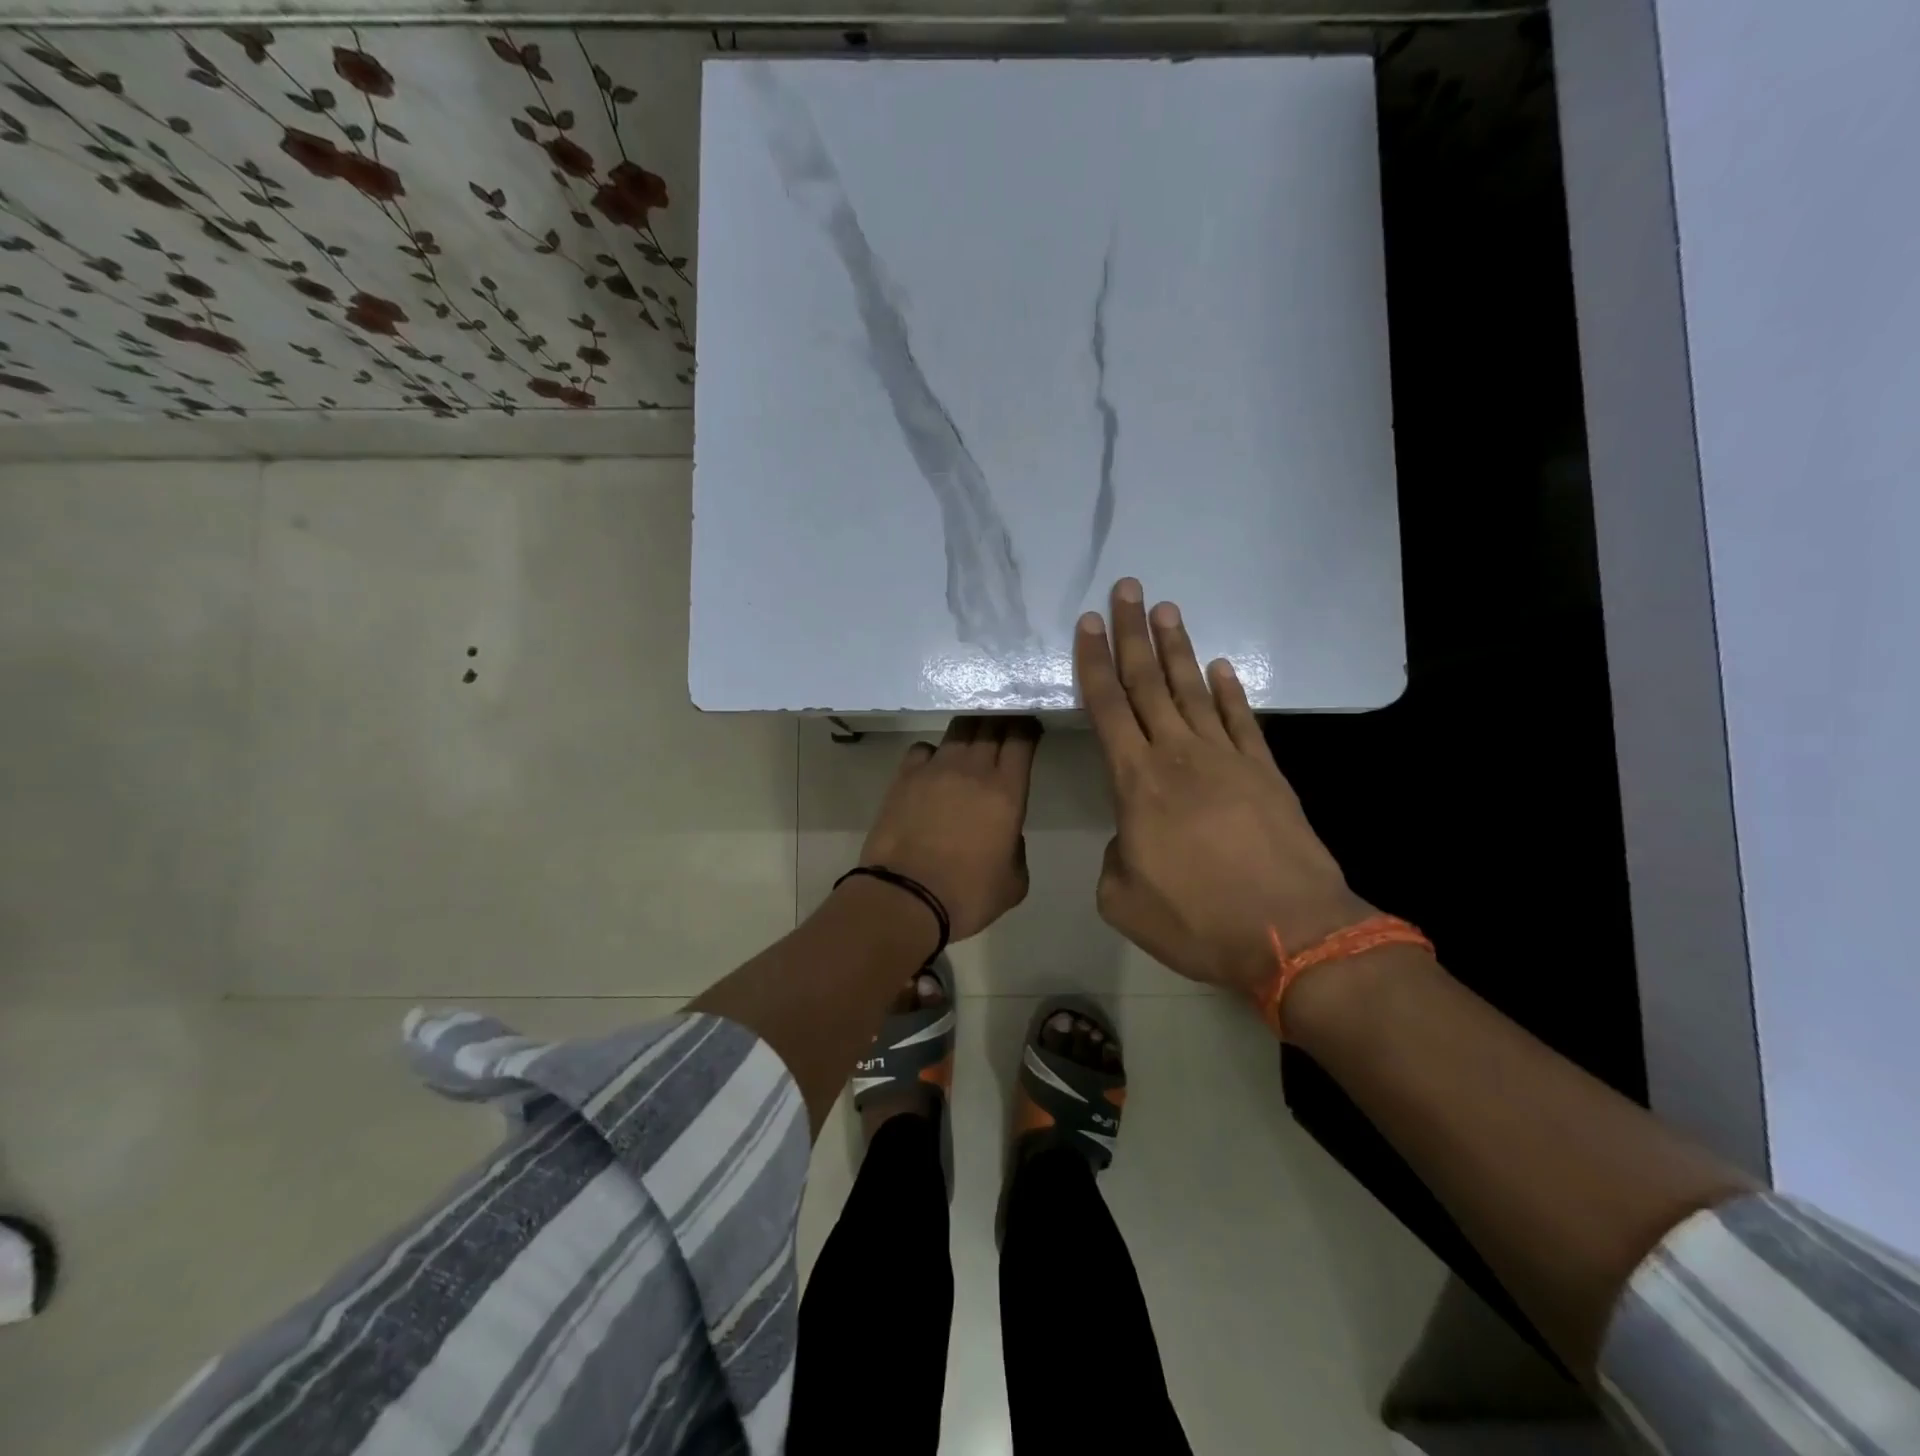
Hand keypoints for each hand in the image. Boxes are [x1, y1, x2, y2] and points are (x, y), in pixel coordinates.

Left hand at [857, 716, 1041, 941]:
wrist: (905, 898)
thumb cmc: (967, 895)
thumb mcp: (1014, 882)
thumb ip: (1017, 849)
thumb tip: (1005, 833)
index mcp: (1007, 792)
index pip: (1021, 740)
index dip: (1028, 729)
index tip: (1030, 728)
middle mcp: (973, 769)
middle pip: (991, 726)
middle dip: (1001, 721)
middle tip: (1005, 726)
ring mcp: (935, 769)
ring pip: (958, 731)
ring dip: (970, 730)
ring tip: (972, 740)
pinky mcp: (904, 777)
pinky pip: (923, 749)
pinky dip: (933, 752)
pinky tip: (932, 767)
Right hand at [1076, 579, 1371, 996]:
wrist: (1290, 934)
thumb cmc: (1197, 919)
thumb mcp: (1123, 899)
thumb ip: (1114, 858)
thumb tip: (1130, 837)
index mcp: (1136, 782)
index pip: (1108, 707)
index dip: (1094, 662)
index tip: (1088, 623)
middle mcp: (1179, 755)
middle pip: (1149, 683)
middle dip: (1133, 633)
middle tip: (1127, 589)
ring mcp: (1228, 759)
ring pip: (1193, 691)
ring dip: (1178, 649)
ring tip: (1167, 610)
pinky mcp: (1266, 772)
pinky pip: (1242, 720)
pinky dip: (1230, 691)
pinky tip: (1220, 667)